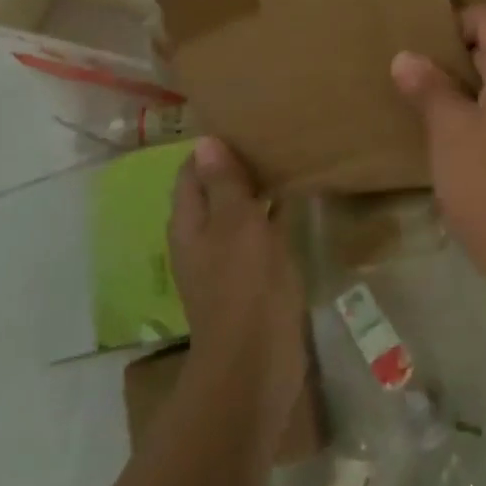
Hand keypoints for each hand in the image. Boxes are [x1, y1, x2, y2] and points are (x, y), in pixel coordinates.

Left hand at [168, 138, 305, 437]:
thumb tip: (205, 141)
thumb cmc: (244, 285)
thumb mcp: (236, 224)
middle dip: (237, 166)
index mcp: (189, 224)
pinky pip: (259, 236)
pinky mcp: (252, 279)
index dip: (211, 149)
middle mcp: (202, 239)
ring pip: (239, 214)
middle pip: (214, 192)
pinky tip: (296, 203)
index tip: (243, 124)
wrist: (257, 361)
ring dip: (257, 190)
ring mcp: (227, 261)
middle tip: (272, 136)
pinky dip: (272, 216)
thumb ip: (223, 184)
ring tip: (287, 160)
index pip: (191, 173)